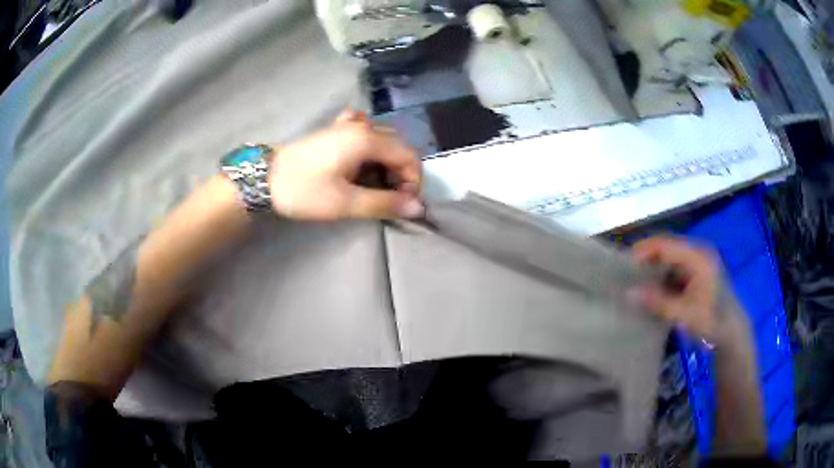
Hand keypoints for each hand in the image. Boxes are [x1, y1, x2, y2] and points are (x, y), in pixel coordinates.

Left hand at [269, 111, 423, 220]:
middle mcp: (363, 126)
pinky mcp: (336, 130)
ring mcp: (348, 125)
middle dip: (401, 175)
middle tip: (389, 200)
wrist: (264, 178)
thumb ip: (384, 203)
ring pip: (384, 141)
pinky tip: (362, 162)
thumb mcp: (345, 202)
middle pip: (399, 147)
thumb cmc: (304, 190)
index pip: (409, 157)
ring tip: (374, 187)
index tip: (401, 206)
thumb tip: (418, 208)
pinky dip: (372, 150)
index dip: (413, 183)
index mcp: (367, 139)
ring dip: (387, 165)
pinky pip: (366, 134)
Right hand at [628, 237, 744, 344]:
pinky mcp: (697, 272)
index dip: (643, 251)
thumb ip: (657, 302)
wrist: (731, 331)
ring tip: (636, 281)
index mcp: (698, 257)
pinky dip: (663, 276)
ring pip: (670, 258)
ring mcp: (698, 261)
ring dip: (654, 268)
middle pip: (667, 247)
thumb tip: (628, 293)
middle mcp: (698, 252)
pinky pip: (675, 268)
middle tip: (627, 273)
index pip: (665, 244)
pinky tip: (653, 289)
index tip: (623, 264)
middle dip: (647, 259)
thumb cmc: (711, 321)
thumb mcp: (684, 315)